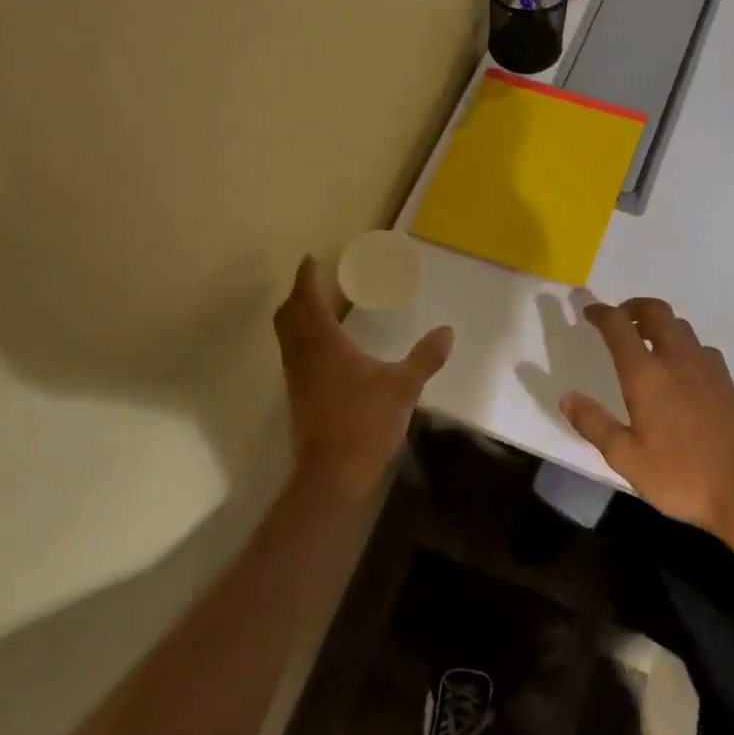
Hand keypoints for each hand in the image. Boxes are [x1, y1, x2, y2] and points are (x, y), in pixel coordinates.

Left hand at [273, 256, 452, 498]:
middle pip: (288, 316)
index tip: (309, 260)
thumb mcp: (403, 388)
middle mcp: (303, 356)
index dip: (306, 278)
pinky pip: (293, 356)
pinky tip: (322, 351)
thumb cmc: (365, 423)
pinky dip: (300, 341)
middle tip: (312, 283)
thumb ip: (425, 358)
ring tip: (315, 311)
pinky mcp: (297, 398)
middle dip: (297, 296)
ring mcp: (296, 379)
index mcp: (324, 344)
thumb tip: (447, 331)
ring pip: (286, 337)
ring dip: (295, 318)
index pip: (308, 301)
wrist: (331, 474)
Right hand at [560, 296, 733, 532]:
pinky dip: (683, 345)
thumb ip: (594, 424)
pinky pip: (701, 348)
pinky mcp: (728, 383)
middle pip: (656, 312)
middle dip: (634, 307)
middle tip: (619, 320)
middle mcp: (678, 359)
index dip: (601, 313)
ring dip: (659, 324)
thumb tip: (567, 397)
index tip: (588, 311)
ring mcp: (708, 368)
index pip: (619, 326)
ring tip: (646, 344)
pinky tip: (680, 371)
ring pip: (681, 327)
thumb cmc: (681, 475)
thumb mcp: (626, 458)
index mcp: (647, 374)